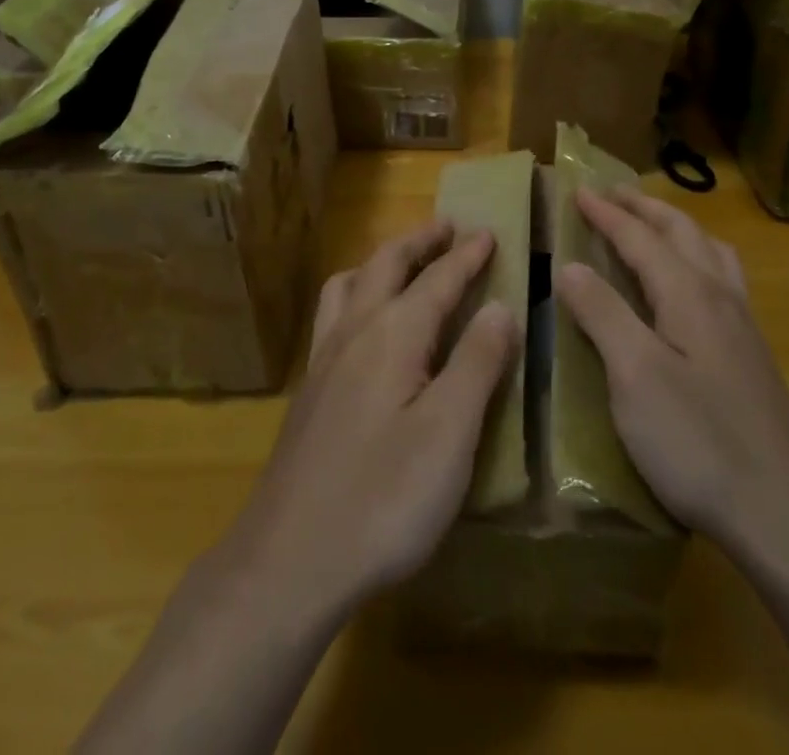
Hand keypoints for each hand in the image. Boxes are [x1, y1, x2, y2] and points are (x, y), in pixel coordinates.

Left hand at [221, 221, 519, 627]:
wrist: (288, 562)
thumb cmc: (383, 498)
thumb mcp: (449, 433)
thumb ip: (477, 363)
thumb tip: (500, 306)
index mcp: (393, 334)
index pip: (437, 279)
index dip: (466, 256)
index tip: (488, 232)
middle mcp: (353, 332)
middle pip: (386, 265)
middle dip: (419, 241)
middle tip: (447, 227)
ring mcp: (323, 361)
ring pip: (348, 285)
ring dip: (380, 262)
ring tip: (400, 263)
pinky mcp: (309, 392)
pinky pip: (332, 315)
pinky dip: (355, 294)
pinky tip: (361, 327)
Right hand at [553, 187, 788, 563]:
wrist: (785, 512)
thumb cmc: (699, 440)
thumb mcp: (635, 376)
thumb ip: (603, 314)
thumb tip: (571, 266)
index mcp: (689, 293)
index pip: (641, 237)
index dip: (607, 214)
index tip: (577, 190)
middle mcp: (721, 296)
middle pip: (682, 232)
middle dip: (644, 208)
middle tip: (612, 194)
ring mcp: (743, 325)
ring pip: (711, 252)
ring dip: (677, 227)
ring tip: (654, 225)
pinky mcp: (752, 355)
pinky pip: (724, 278)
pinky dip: (698, 257)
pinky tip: (693, 287)